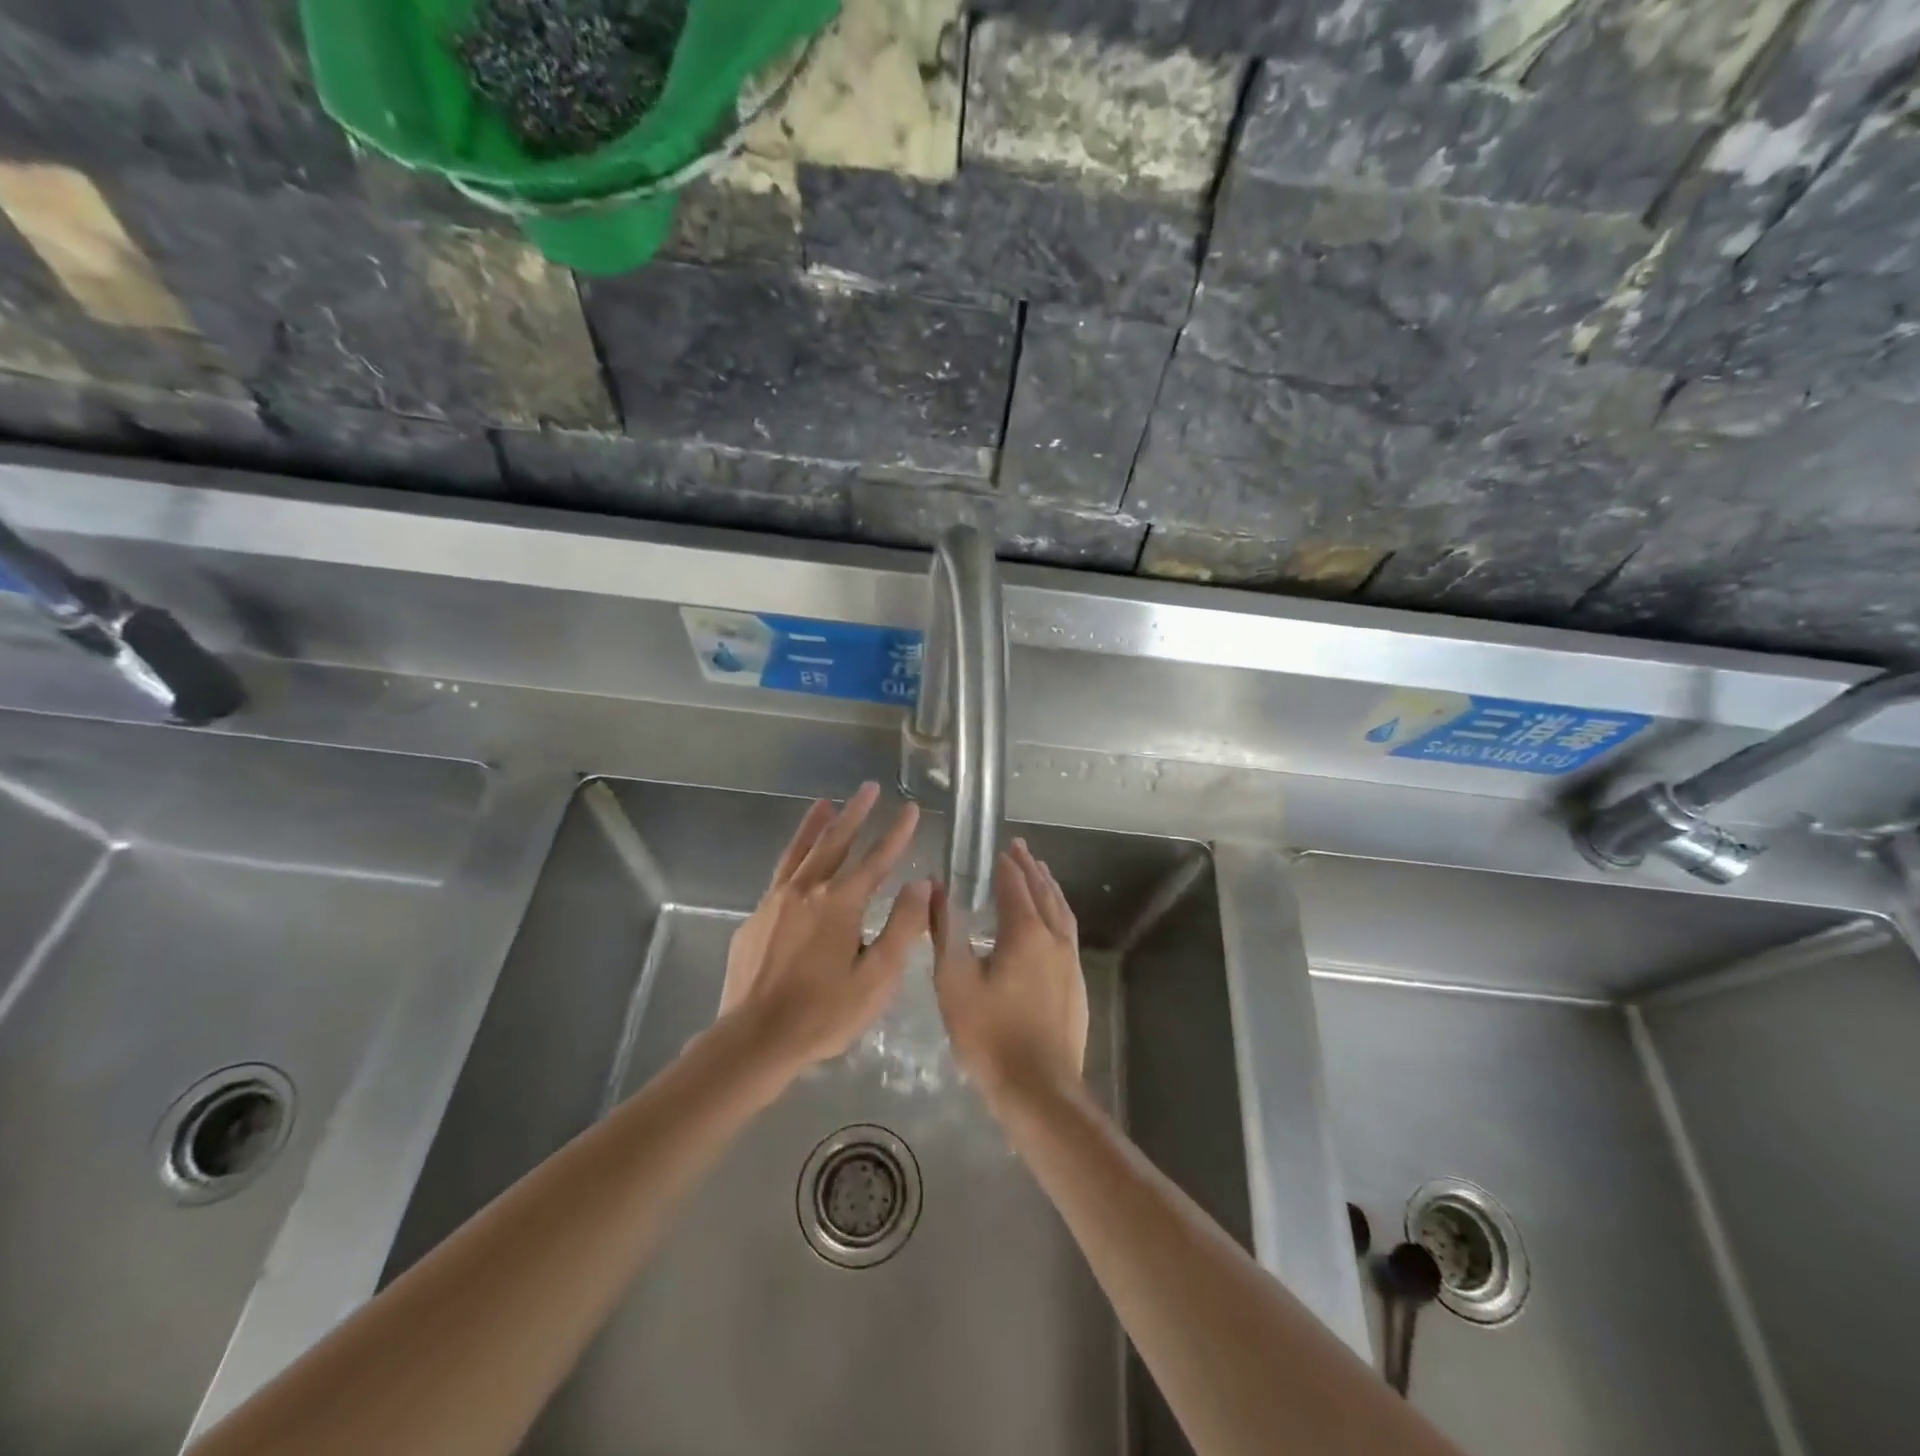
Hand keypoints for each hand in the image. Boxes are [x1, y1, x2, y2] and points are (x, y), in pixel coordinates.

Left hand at [719, 782, 928, 1078]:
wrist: (754, 1040)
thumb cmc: (824, 1014)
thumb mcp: (877, 978)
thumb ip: (902, 928)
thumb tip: (922, 884)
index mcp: (839, 904)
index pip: (876, 859)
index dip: (897, 834)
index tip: (911, 809)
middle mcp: (806, 891)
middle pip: (834, 842)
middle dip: (855, 813)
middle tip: (868, 787)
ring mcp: (775, 902)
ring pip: (799, 851)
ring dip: (816, 825)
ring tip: (825, 802)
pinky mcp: (755, 919)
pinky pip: (779, 875)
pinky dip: (792, 855)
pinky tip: (796, 860)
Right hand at [934, 838, 1087, 1108]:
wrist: (1039, 1088)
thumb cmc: (989, 1034)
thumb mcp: (954, 982)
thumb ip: (945, 931)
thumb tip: (936, 889)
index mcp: (1026, 932)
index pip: (1015, 886)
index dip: (1006, 866)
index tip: (999, 848)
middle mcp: (1054, 938)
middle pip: (1043, 892)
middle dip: (1030, 868)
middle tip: (1020, 848)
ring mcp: (1070, 961)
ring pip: (1061, 911)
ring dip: (1048, 887)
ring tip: (1040, 873)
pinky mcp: (1076, 983)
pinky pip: (1067, 932)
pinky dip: (1057, 912)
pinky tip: (1051, 922)